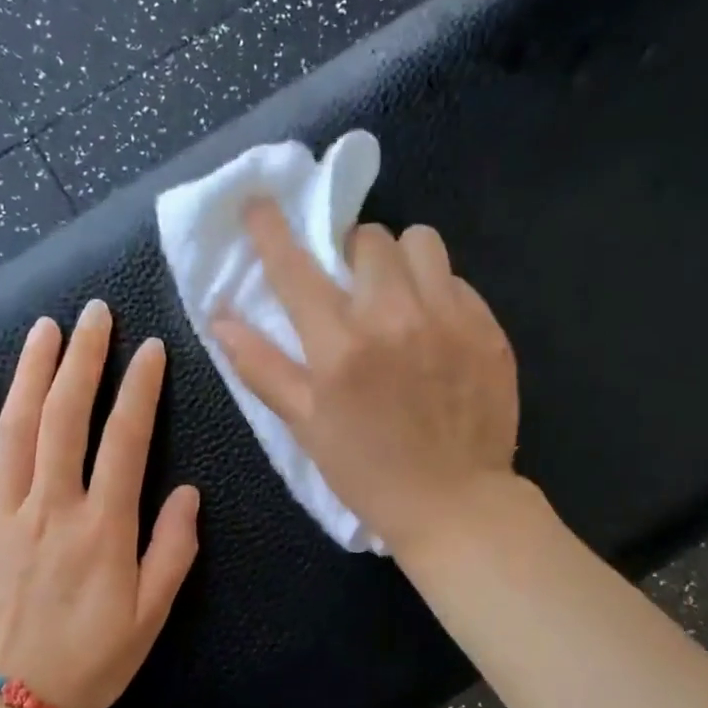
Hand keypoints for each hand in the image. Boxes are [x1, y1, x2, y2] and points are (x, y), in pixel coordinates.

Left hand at [0, 300, 200, 707]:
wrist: (6, 706)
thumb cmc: (91, 661)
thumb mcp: (151, 615)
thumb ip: (173, 550)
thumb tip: (187, 491)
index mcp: (104, 528)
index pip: (126, 439)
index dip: (140, 388)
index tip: (151, 348)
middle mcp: (52, 508)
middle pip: (66, 416)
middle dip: (83, 358)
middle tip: (94, 313)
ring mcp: (2, 515)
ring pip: (16, 428)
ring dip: (31, 372)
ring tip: (45, 328)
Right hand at [211, 201, 518, 557]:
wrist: (456, 504)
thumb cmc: (369, 473)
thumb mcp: (306, 427)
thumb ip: (262, 367)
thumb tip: (219, 318)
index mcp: (341, 346)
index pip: (295, 267)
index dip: (271, 228)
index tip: (259, 203)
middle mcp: (395, 317)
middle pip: (368, 237)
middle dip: (352, 253)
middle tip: (352, 287)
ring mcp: (449, 318)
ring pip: (421, 242)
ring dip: (401, 260)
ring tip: (400, 295)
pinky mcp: (488, 328)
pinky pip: (457, 280)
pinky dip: (439, 291)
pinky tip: (436, 329)